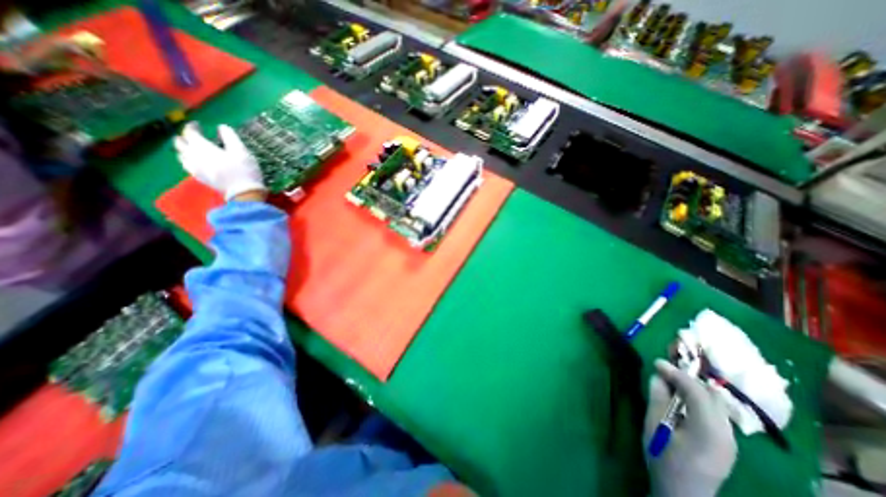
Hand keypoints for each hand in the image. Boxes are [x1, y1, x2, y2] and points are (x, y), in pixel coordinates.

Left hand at [172, 122, 265, 201]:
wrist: (243, 192)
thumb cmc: (244, 170)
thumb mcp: (241, 151)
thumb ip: (230, 137)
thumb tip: (222, 127)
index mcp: (202, 147)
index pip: (189, 132)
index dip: (192, 126)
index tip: (199, 124)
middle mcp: (193, 156)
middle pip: (180, 143)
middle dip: (185, 137)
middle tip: (195, 135)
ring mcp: (194, 168)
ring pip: (181, 154)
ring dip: (185, 149)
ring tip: (194, 148)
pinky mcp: (199, 178)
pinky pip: (187, 165)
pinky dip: (189, 160)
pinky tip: (198, 161)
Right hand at [646, 358, 734, 496]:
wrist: (683, 495)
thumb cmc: (664, 458)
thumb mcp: (654, 424)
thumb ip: (658, 397)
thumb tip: (658, 375)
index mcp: (709, 429)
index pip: (697, 390)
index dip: (676, 372)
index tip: (657, 362)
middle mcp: (727, 433)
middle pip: (711, 394)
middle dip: (686, 379)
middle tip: (663, 373)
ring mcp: (731, 440)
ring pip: (715, 402)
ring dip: (693, 388)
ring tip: (671, 385)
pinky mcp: (727, 444)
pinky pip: (715, 412)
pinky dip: (698, 400)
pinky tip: (682, 402)